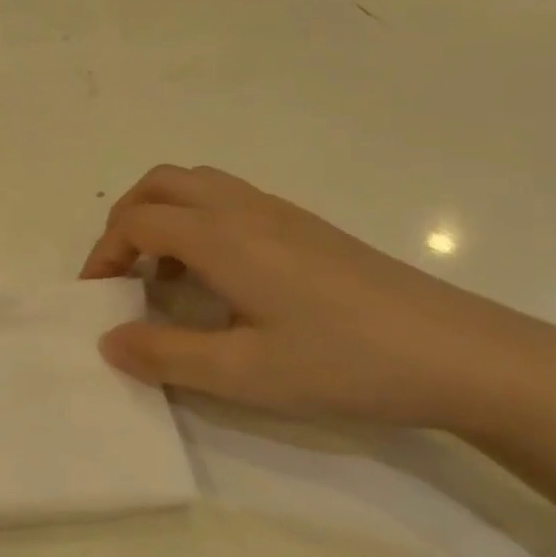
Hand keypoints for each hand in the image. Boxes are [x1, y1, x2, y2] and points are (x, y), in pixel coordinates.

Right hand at [81, 165, 555, 436]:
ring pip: (198, 185)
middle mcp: (246, 208)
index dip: (105, 254)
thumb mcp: (244, 373)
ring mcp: (281, 212)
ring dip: (164, 216)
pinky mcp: (307, 226)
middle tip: (122, 274)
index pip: (138, 220)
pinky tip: (219, 279)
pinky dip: (199, 222)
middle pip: (162, 183)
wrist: (458, 353)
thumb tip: (107, 341)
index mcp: (223, 236)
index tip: (97, 299)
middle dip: (127, 220)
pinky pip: (230, 200)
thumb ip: (166, 356)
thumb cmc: (344, 363)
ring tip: (164, 276)